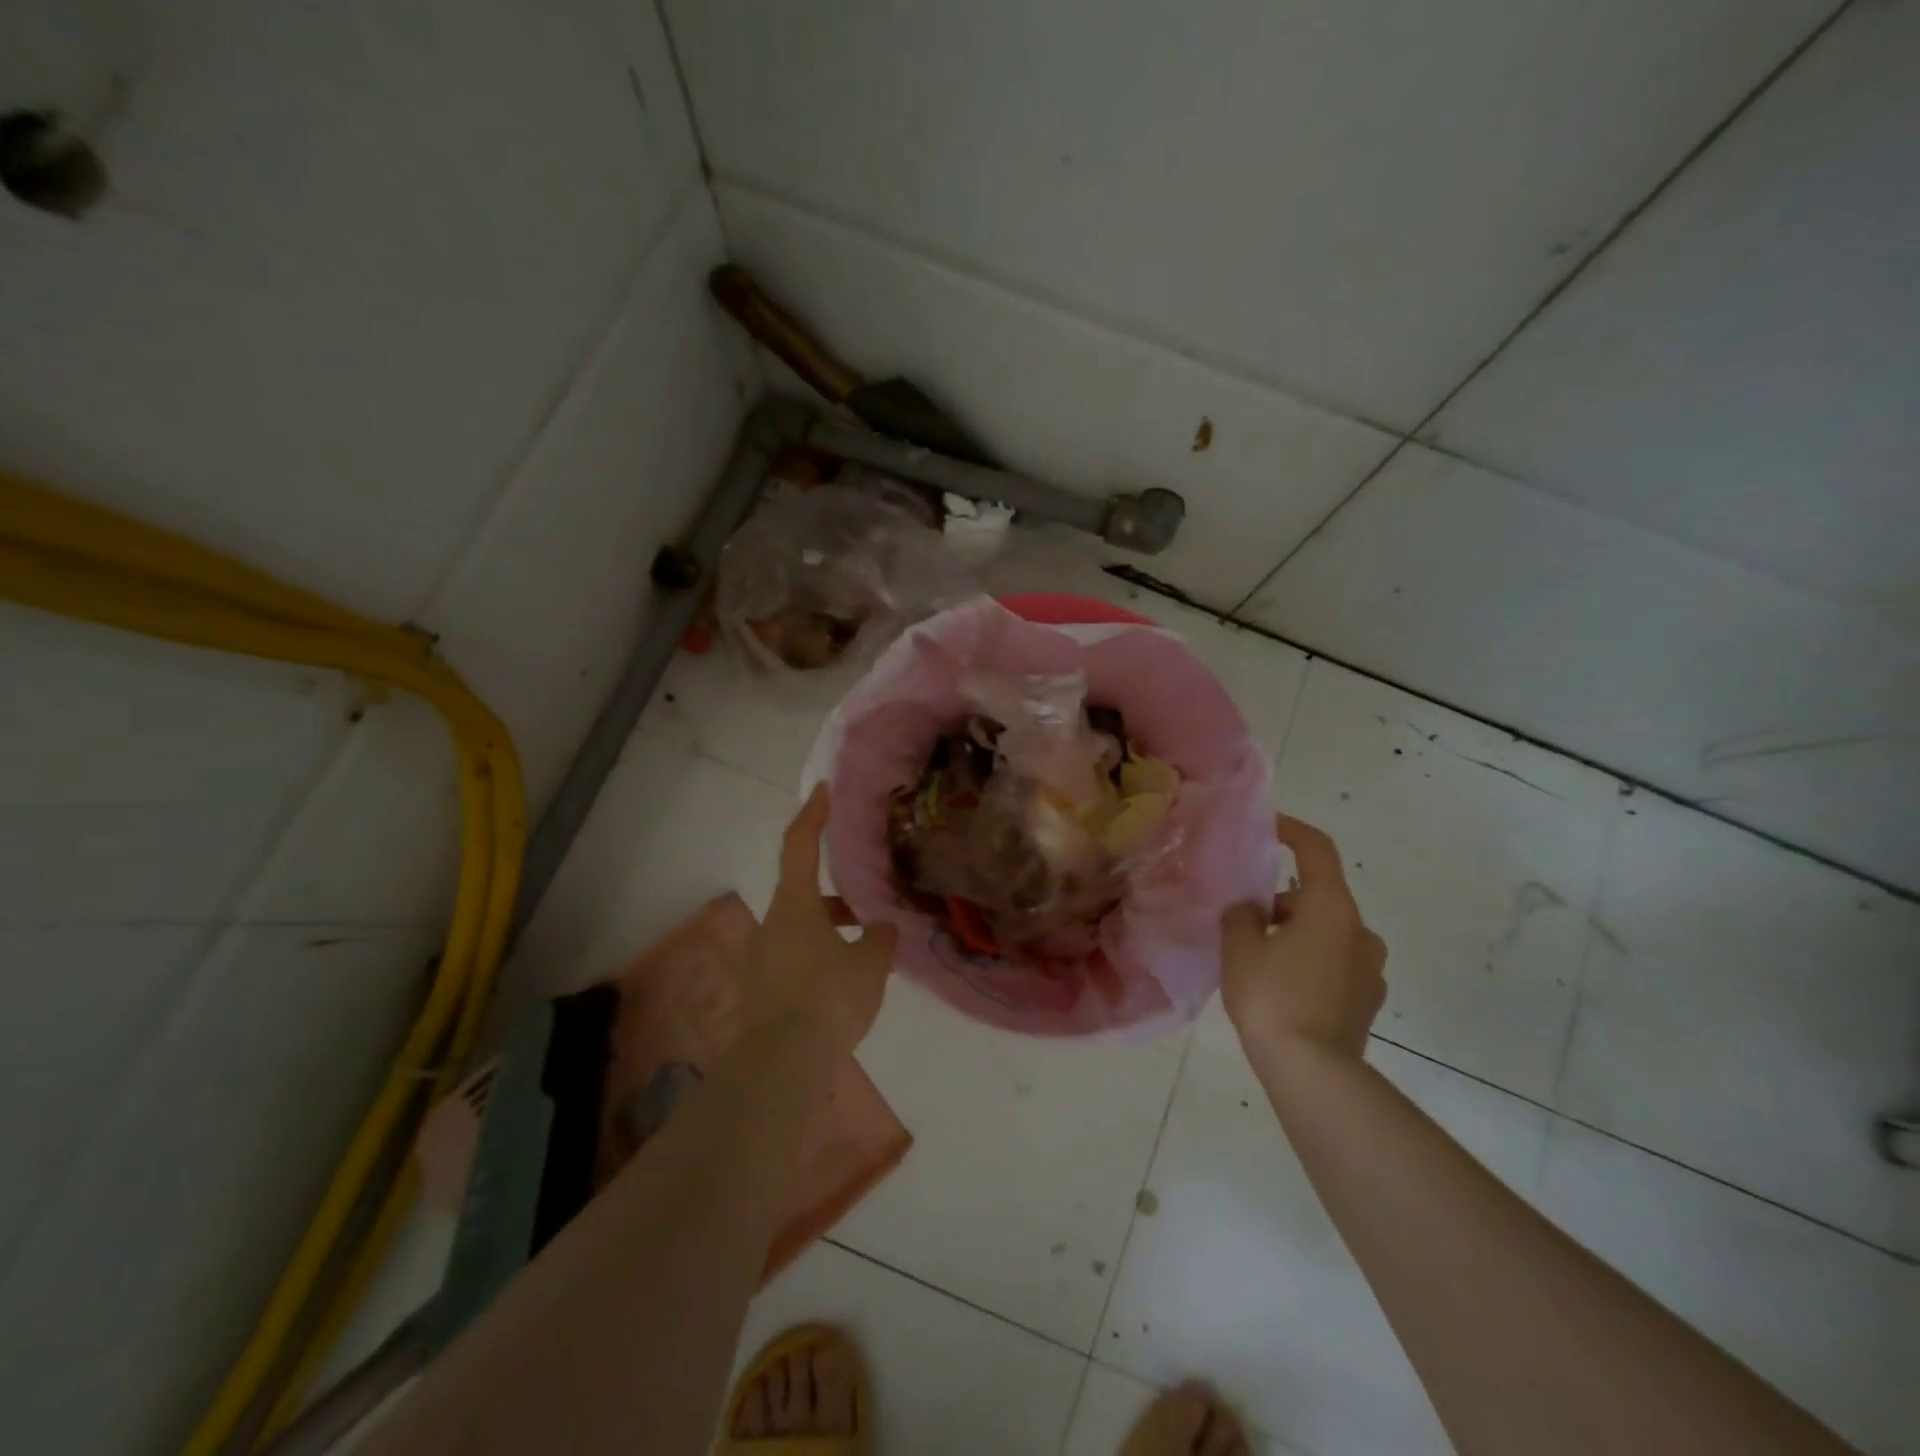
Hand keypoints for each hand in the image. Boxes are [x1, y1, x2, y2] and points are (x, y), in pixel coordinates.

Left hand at [736, 785, 898, 1056]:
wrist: (781, 1065)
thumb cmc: (828, 998)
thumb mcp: (869, 964)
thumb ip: (879, 939)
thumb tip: (881, 928)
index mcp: (794, 905)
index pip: (799, 845)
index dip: (813, 815)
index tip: (823, 791)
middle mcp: (771, 924)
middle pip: (802, 891)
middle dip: (835, 893)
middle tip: (866, 902)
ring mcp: (761, 958)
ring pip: (800, 927)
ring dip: (829, 927)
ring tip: (866, 946)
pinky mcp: (760, 988)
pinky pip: (794, 957)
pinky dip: (818, 955)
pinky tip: (844, 980)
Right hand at [1220, 814, 1386, 1060]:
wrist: (1314, 1073)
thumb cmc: (1272, 998)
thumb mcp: (1240, 949)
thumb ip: (1241, 917)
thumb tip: (1250, 911)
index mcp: (1331, 908)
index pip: (1316, 850)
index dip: (1292, 830)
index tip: (1269, 826)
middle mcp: (1360, 931)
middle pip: (1318, 896)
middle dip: (1281, 900)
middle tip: (1244, 918)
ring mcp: (1369, 968)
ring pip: (1326, 932)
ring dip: (1295, 933)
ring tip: (1257, 958)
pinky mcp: (1367, 999)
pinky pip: (1334, 963)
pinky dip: (1309, 960)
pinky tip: (1281, 986)